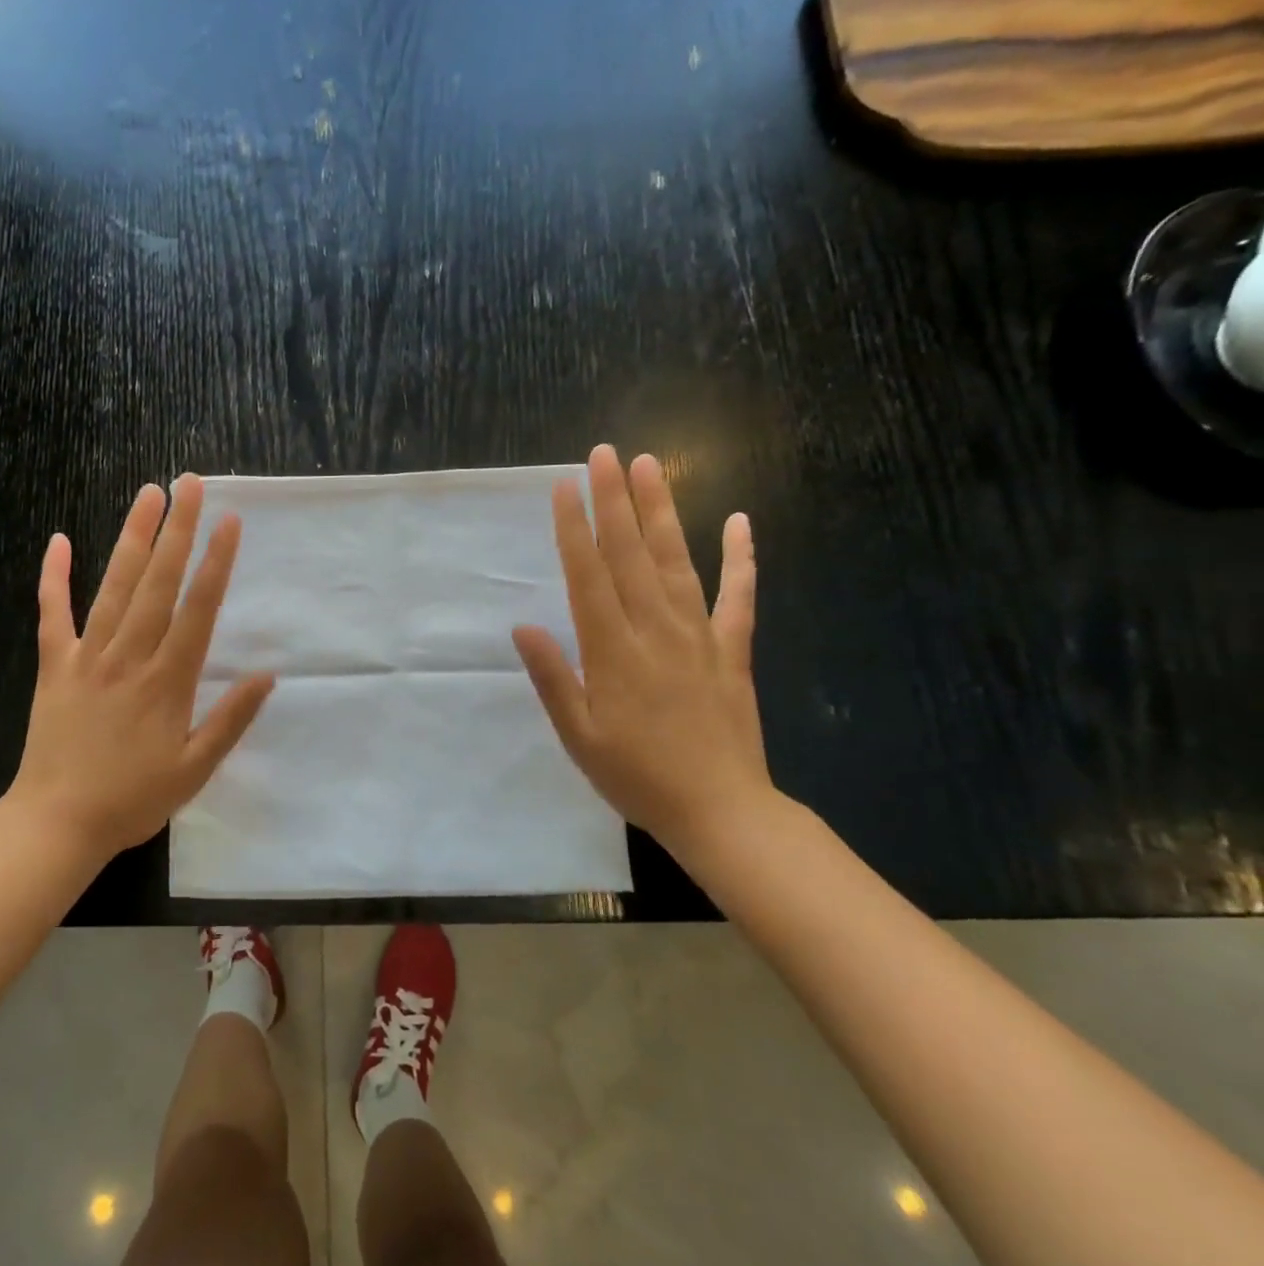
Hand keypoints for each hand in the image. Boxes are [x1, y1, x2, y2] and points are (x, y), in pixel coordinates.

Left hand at [7, 475, 274, 861]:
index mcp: (168, 681)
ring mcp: (88, 657)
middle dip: (178, 531)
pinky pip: (53, 614)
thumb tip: (268, 675)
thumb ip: (230, 720)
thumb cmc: (133, 800)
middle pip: (158, 584)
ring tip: (148, 495)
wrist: (56, 823)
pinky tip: (59, 540)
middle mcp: (130, 657)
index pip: (198, 610)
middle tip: (190, 483)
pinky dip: (54, 577)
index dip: (215, 563)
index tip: (229, 522)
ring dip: (132, 538)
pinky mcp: (55, 666)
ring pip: (114, 587)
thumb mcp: (195, 770)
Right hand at [513, 446, 770, 848]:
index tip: (563, 487)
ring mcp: (699, 637)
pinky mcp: (732, 651)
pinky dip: (742, 558)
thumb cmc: (636, 776)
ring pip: (677, 562)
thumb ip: (553, 678)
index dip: (573, 530)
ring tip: (651, 466)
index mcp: (612, 652)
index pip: (588, 577)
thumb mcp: (578, 737)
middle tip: (604, 453)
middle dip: (614, 501)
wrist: (721, 812)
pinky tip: (740, 522)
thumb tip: (523, 627)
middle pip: (630, 555)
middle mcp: (655, 631)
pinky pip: (740, 597)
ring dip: (662, 512)